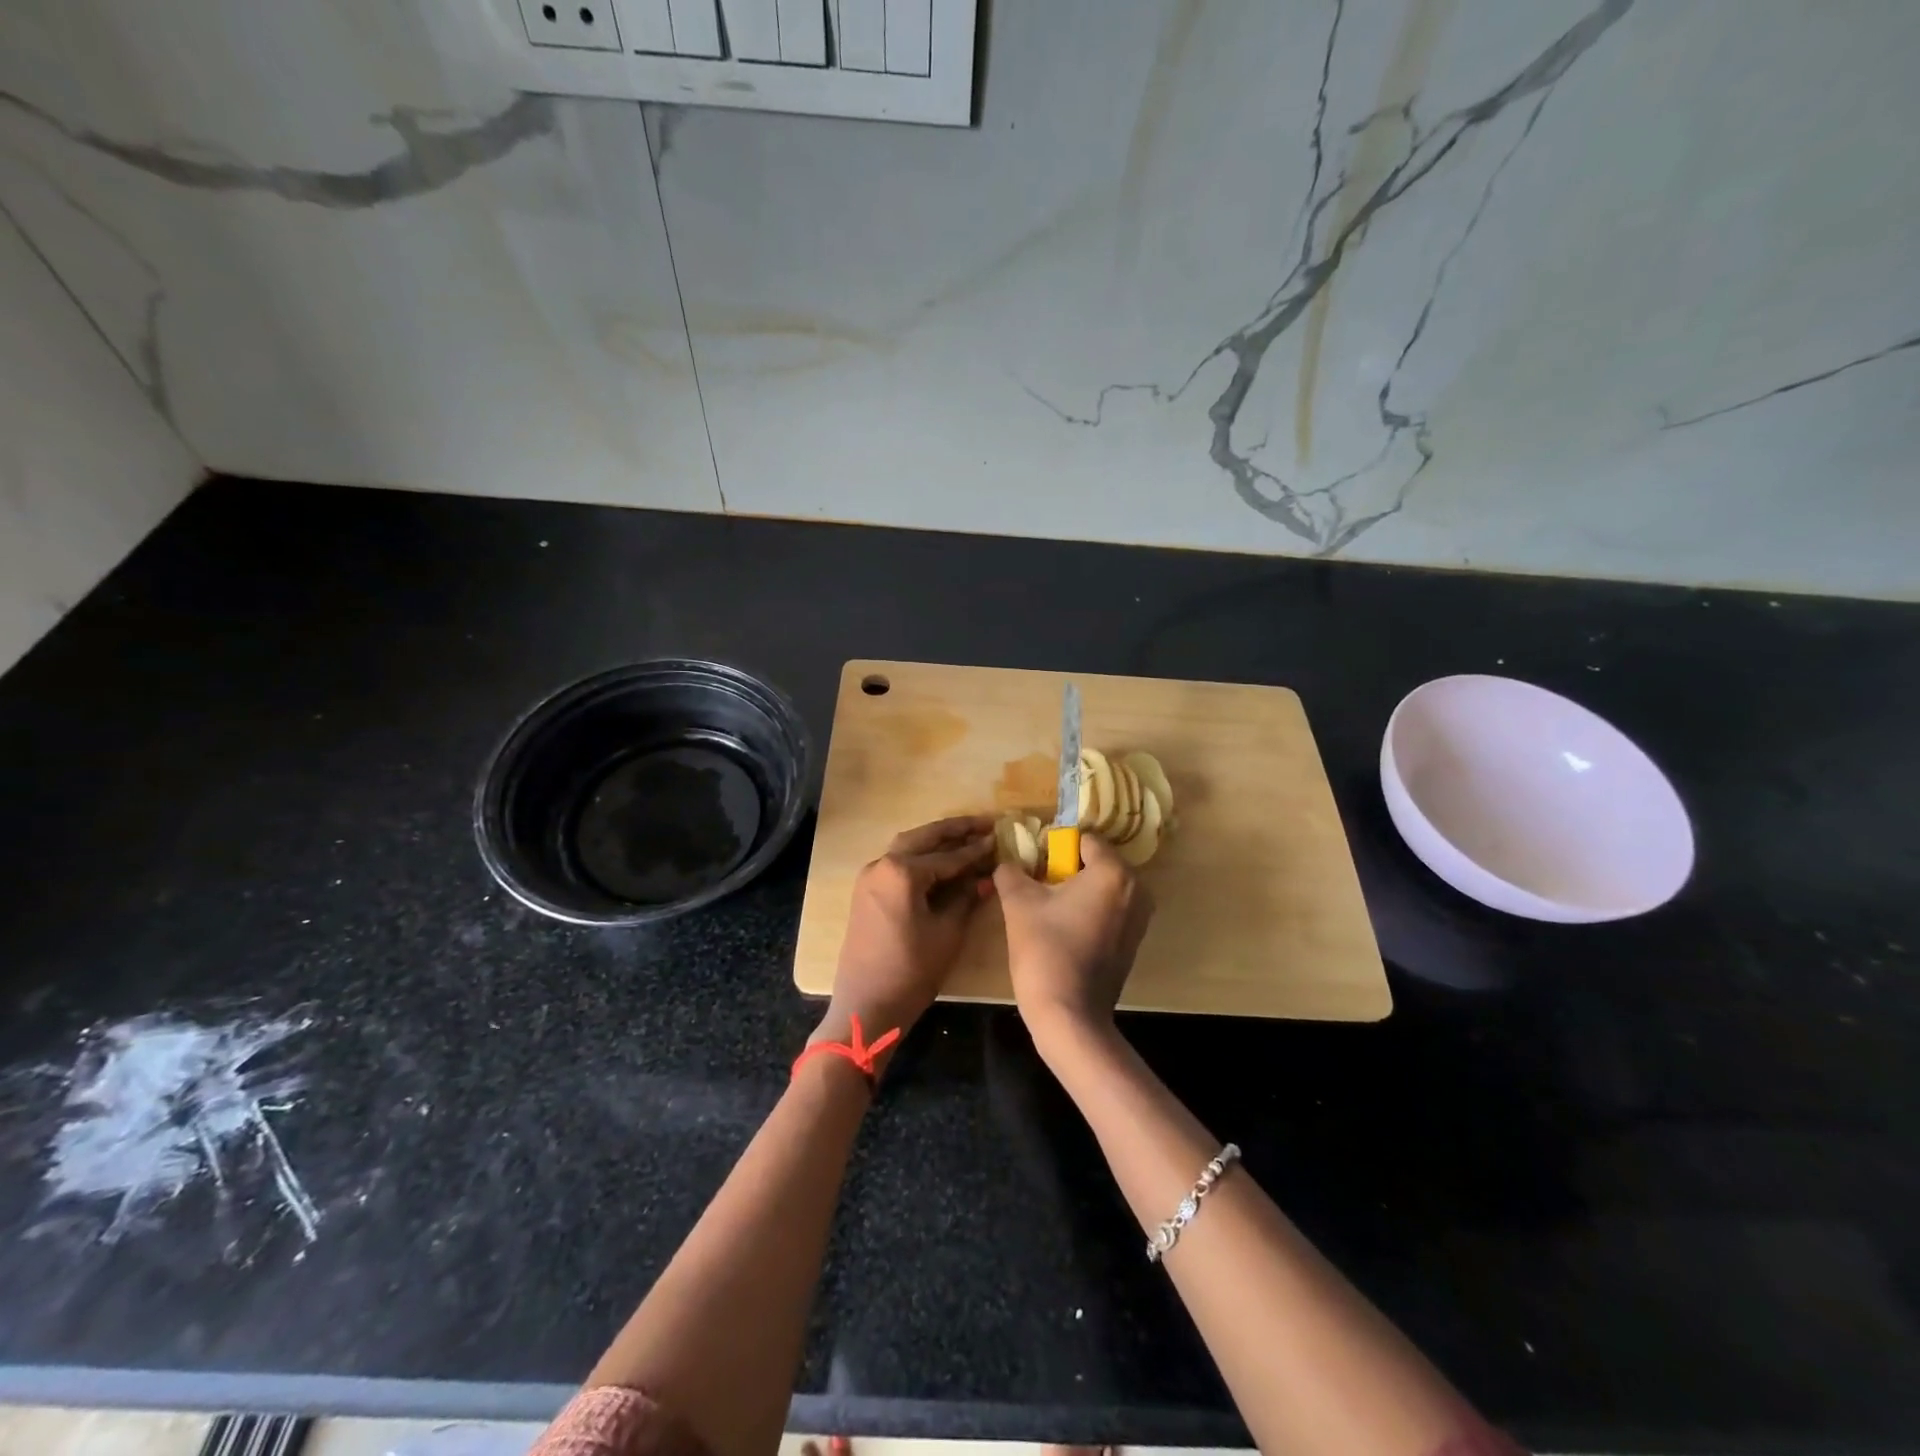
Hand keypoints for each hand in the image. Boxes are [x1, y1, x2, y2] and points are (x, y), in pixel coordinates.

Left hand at [816, 815, 995, 1063]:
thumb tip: (985, 876)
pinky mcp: (866, 893)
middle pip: (923, 838)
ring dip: (935, 840)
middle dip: (954, 830)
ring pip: (907, 847)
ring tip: (965, 836)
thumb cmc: (911, 971)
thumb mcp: (947, 933)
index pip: (947, 856)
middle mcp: (881, 865)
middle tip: (984, 823)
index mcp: (902, 872)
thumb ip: (966, 898)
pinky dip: (920, 857)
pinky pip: (896, 864)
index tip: (999, 838)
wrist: (866, 1006)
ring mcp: (870, 877)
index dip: (975, 850)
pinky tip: (940, 861)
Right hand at [992, 834, 1153, 1060]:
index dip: (1054, 848)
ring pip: (1102, 887)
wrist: (1069, 1015)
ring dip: (1076, 892)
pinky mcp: (1134, 941)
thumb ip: (1011, 871)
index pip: (1083, 840)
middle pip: (1095, 863)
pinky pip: (1110, 910)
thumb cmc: (1045, 950)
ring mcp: (1140, 918)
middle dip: (1066, 870)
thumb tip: (1007, 862)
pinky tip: (1064, 931)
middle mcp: (1136, 889)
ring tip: (1048, 912)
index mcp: (1113, 872)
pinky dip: (1089, 912)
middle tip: (1037, 889)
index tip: (1034, 869)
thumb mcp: (1018, 903)